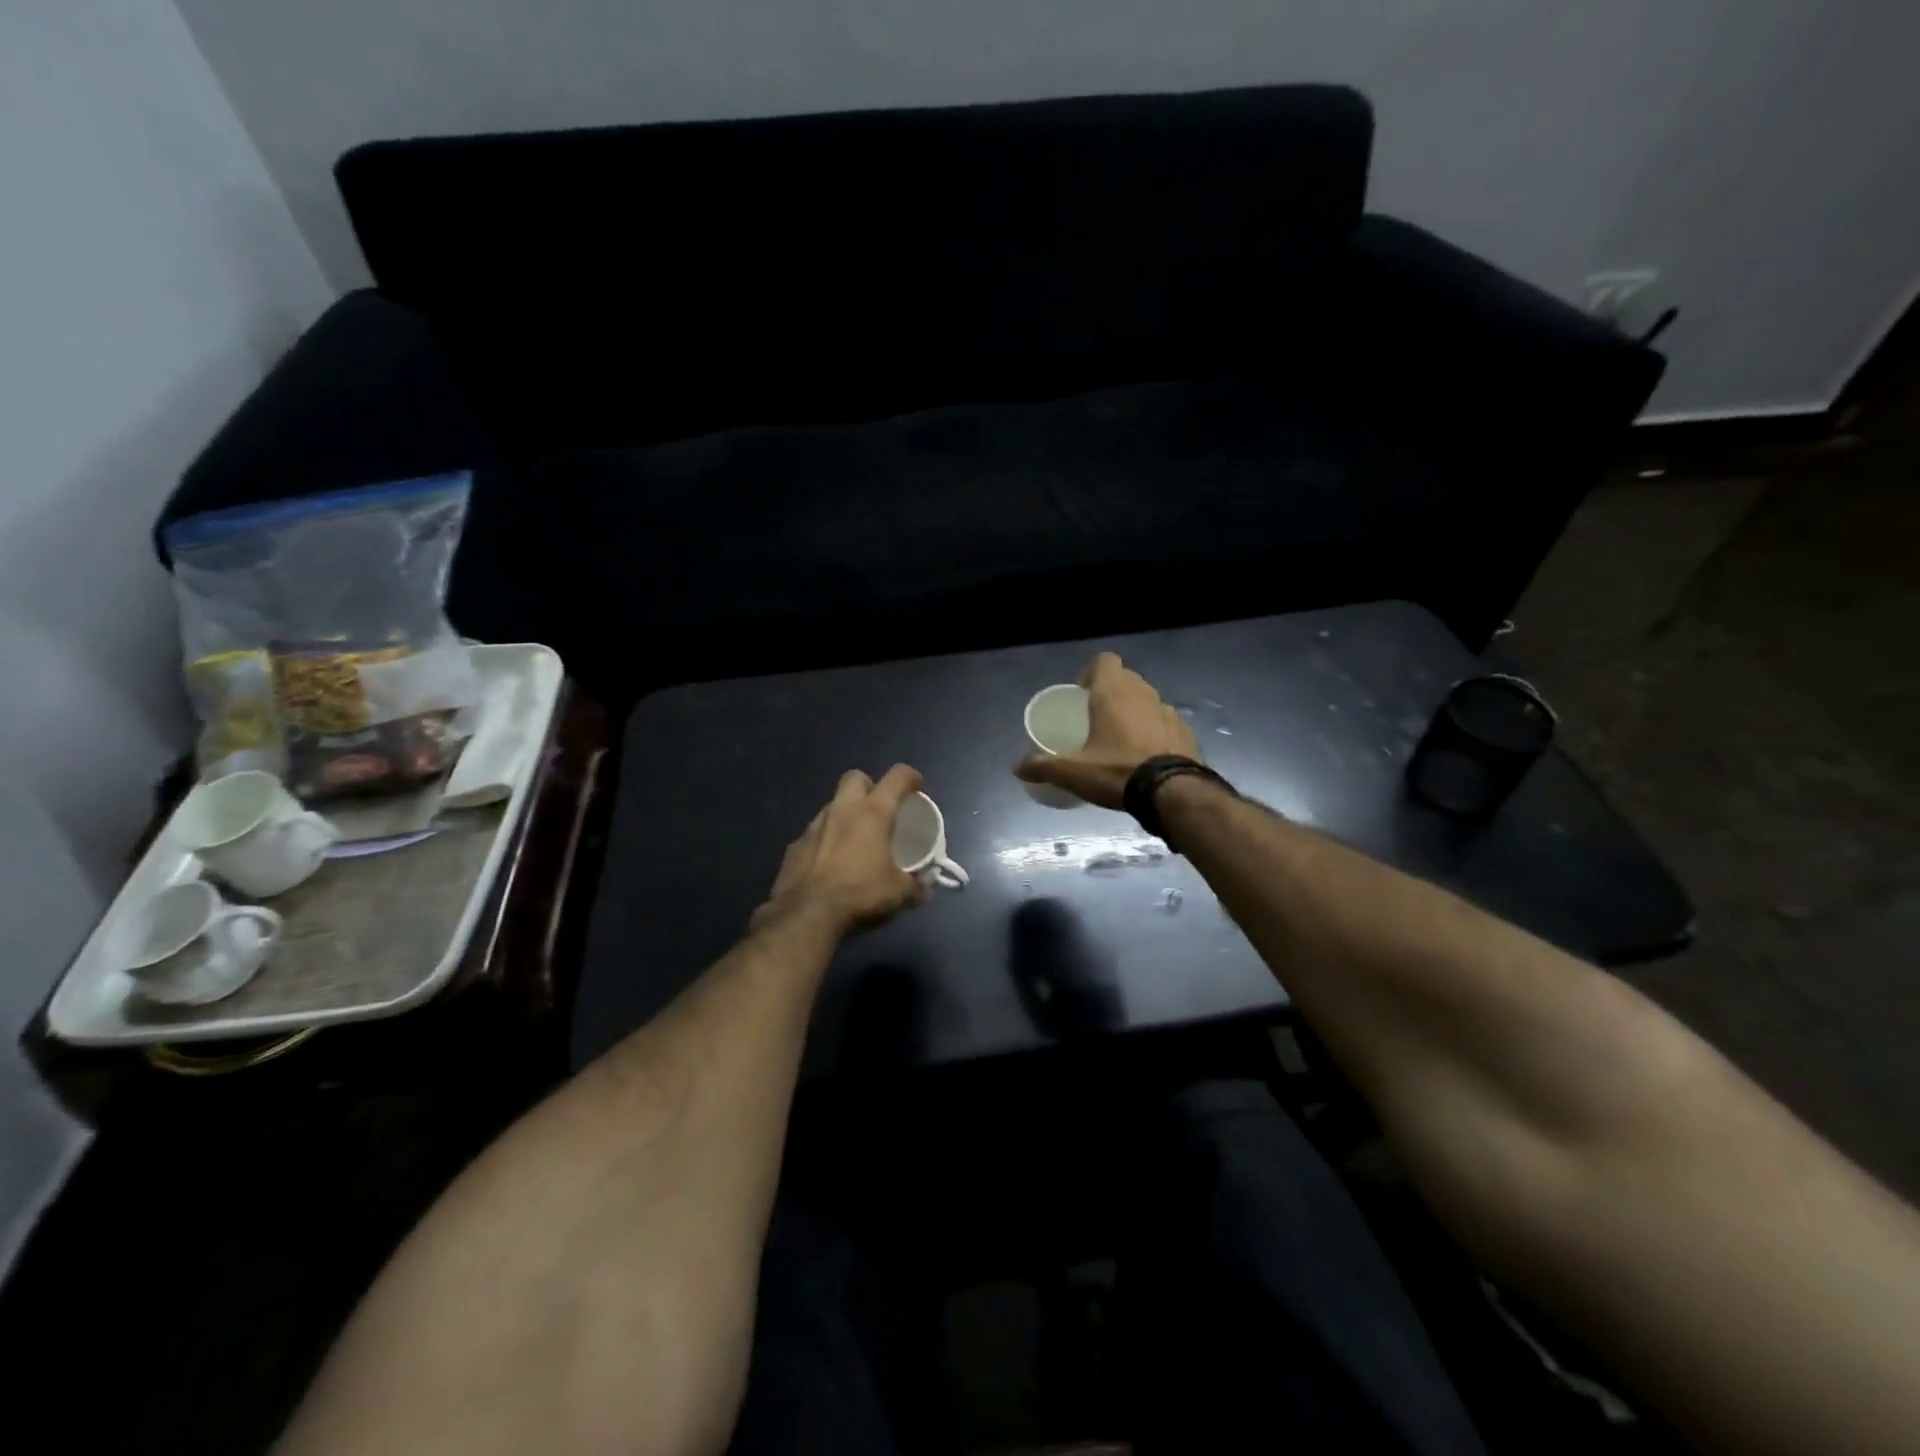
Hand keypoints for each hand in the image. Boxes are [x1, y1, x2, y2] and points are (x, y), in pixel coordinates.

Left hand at [753, 765, 927, 935]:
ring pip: (832, 805)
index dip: (910, 777)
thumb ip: (916, 886)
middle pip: (855, 778)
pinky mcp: (795, 845)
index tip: (917, 787)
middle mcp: (842, 810)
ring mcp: (814, 826)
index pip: (897, 777)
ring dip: (845, 814)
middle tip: (879, 808)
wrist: (807, 914)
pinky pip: (815, 833)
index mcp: (873, 813)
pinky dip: (826, 840)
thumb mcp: (898, 893)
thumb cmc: (860, 894)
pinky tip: (830, 862)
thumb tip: (925, 888)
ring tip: (855, 838)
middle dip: (869, 786)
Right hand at [1014, 653, 1199, 809]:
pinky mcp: (1185, 731)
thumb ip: (1043, 766)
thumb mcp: (1074, 772)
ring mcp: (1168, 711)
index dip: (1092, 672)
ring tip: (1120, 738)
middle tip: (1095, 718)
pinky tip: (1145, 754)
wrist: (1173, 792)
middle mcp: (1142, 693)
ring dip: (1133, 711)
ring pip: (1146, 699)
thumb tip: (1018, 766)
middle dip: (1110, 692)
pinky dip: (1154, 730)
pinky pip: (1164, 721)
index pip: (1105, 660)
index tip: (1082, 694)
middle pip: (1125, 678)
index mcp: (1113, 693)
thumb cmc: (1118, 771)